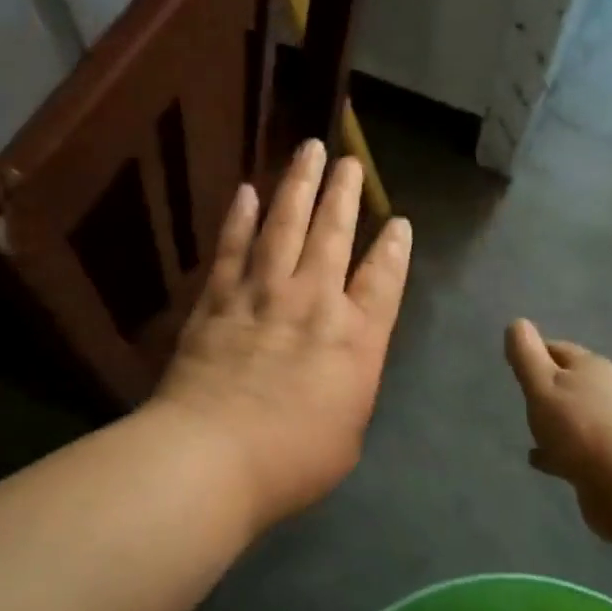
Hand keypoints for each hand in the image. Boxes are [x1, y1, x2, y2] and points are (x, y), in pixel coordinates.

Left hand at [152, 141, 412, 532]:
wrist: (212, 457)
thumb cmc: (293, 460)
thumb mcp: (347, 433)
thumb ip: (350, 388)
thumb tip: (342, 366)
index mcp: (356, 339)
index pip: (384, 280)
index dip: (394, 248)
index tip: (399, 221)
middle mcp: (314, 302)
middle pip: (334, 235)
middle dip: (345, 194)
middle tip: (349, 161)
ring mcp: (263, 294)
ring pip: (285, 226)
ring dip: (299, 185)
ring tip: (308, 150)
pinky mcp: (218, 299)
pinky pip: (233, 247)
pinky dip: (241, 217)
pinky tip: (248, 190)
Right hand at [504, 320, 611, 537]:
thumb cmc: (579, 428)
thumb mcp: (542, 386)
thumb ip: (527, 356)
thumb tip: (517, 322)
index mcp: (590, 366)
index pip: (557, 349)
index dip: (534, 354)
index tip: (515, 365)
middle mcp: (606, 390)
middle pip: (570, 381)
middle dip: (547, 387)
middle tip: (523, 397)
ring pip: (576, 415)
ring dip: (555, 420)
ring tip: (531, 432)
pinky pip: (580, 446)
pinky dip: (560, 448)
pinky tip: (543, 460)